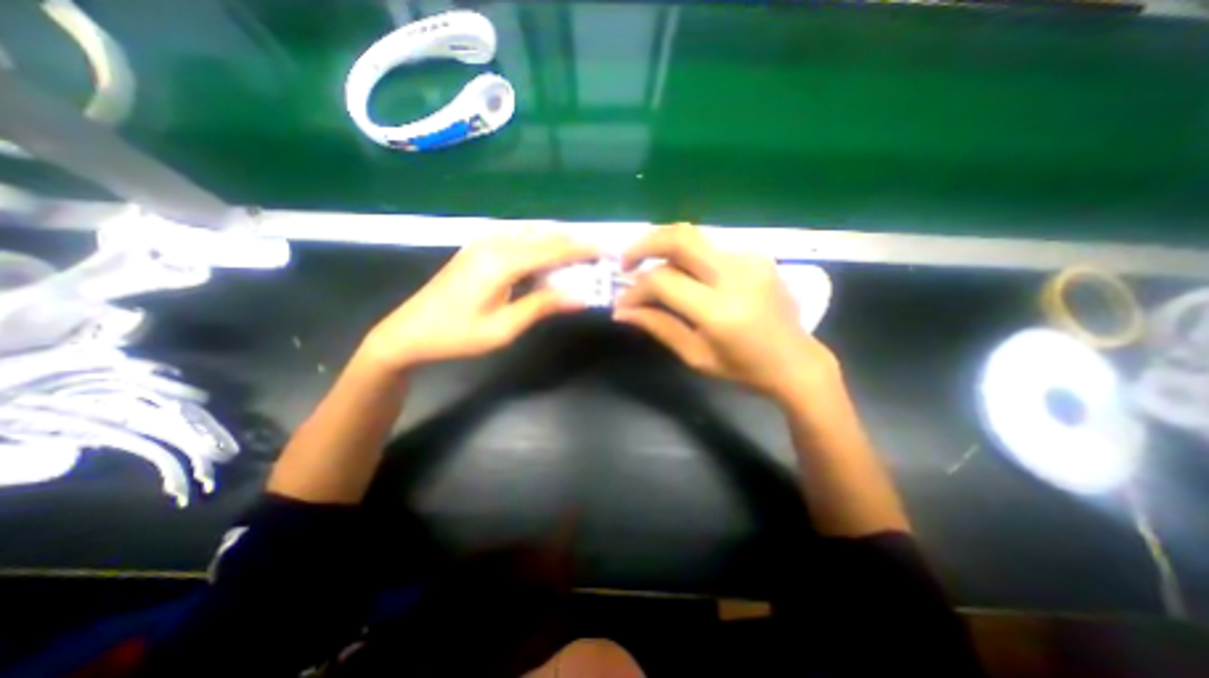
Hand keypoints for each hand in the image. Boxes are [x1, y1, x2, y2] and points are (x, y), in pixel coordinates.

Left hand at [364, 232, 599, 370]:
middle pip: (544, 236)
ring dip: (557, 241)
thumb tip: (580, 297)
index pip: (552, 250)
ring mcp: (483, 242)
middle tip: (599, 252)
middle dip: (574, 243)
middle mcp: (494, 243)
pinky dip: (539, 243)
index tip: (607, 251)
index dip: (582, 250)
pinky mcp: (478, 248)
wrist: (408, 332)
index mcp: (501, 262)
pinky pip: (517, 238)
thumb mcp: (503, 328)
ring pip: (531, 233)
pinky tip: (548, 255)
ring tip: (580, 253)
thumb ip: (542, 306)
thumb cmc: (457, 335)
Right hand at [614, 223, 843, 402]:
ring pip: (694, 236)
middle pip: (680, 237)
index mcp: (720, 311)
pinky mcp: (757, 255)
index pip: (663, 281)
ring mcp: (750, 260)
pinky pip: (711, 247)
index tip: (623, 301)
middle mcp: (736, 275)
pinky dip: (688, 257)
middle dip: (644, 244)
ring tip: (650, 269)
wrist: (797, 361)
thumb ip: (658, 326)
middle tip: (627, 263)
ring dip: (664, 248)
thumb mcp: (695, 355)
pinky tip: (684, 276)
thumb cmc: (743, 369)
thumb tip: (622, 311)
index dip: (636, 288)